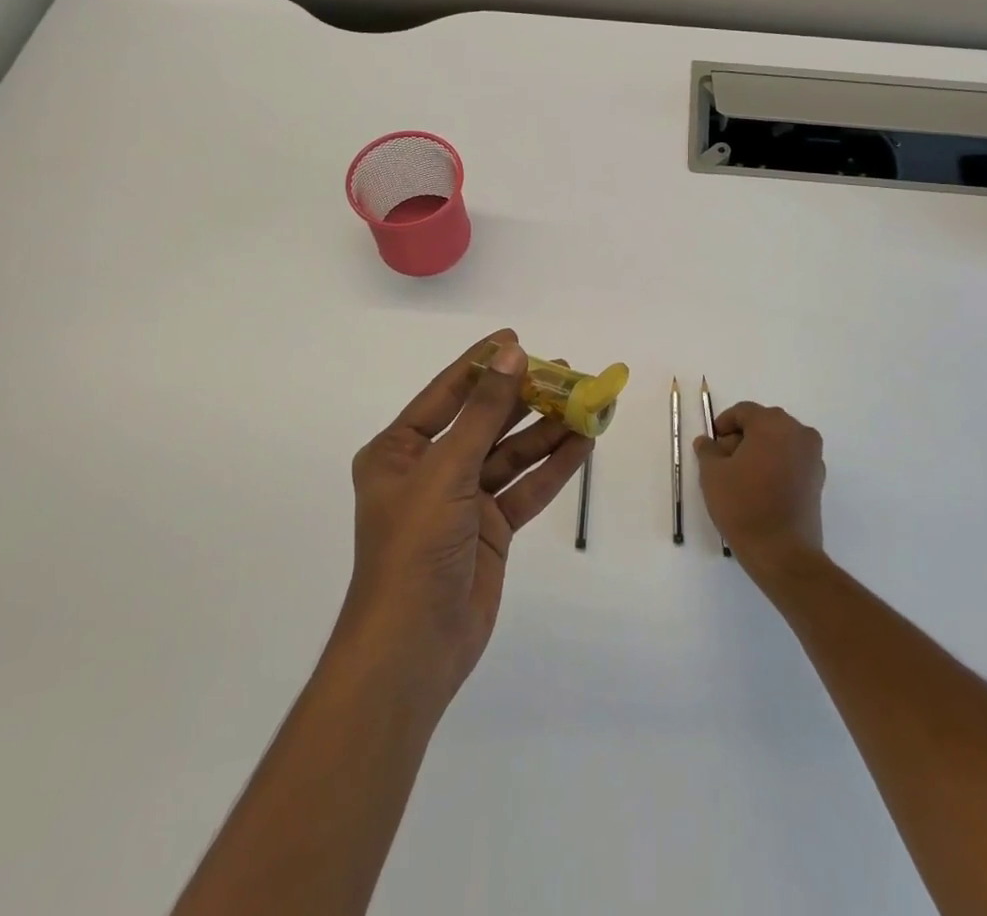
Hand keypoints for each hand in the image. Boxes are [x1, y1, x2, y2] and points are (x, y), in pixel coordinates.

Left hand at [340, 330, 591, 706]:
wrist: (413, 648)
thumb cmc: (415, 547)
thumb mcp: (447, 470)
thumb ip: (484, 412)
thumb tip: (513, 355)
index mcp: (400, 450)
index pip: (447, 393)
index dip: (482, 364)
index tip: (517, 338)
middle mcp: (431, 469)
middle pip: (485, 421)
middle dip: (525, 396)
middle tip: (566, 371)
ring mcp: (463, 500)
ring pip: (511, 453)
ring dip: (547, 430)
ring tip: (587, 401)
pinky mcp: (491, 528)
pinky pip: (526, 486)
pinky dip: (554, 466)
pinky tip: (584, 442)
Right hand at [694, 402, 825, 578]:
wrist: (782, 552)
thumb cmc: (743, 505)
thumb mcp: (712, 474)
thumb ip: (708, 450)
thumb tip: (708, 442)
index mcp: (773, 424)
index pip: (744, 411)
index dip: (723, 424)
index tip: (711, 444)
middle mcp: (798, 432)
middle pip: (764, 424)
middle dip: (742, 437)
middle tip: (723, 460)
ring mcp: (813, 456)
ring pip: (779, 442)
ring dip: (759, 451)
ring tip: (740, 476)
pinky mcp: (818, 479)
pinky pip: (791, 460)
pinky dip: (775, 465)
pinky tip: (760, 488)